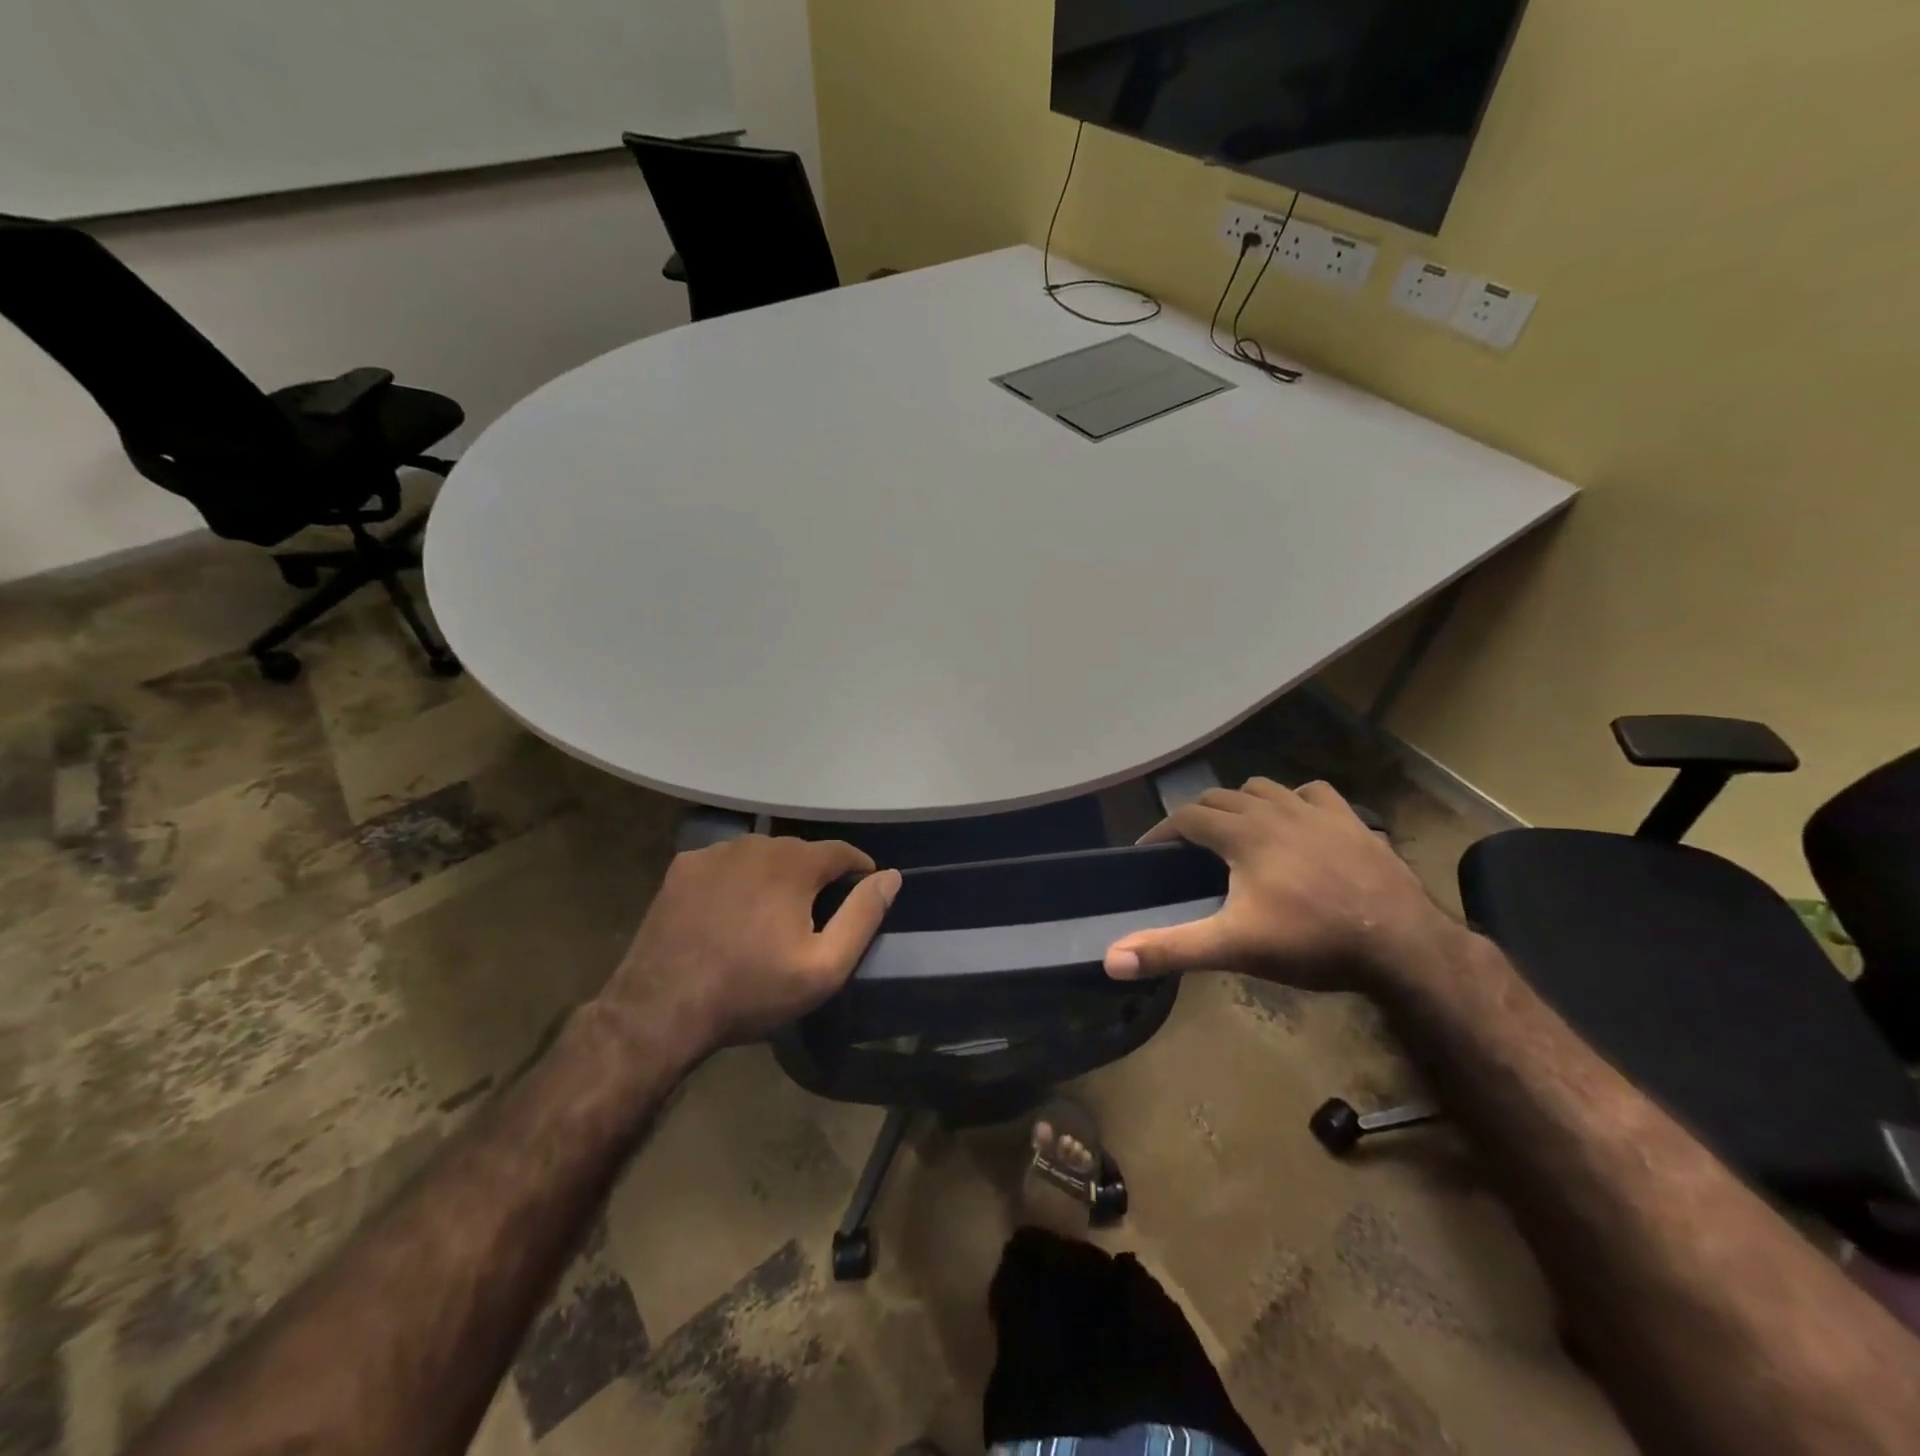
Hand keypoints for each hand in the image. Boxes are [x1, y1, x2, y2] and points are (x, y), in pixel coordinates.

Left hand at [596, 835, 900, 1055]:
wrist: (661, 1009)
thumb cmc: (752, 990)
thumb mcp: (823, 967)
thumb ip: (862, 916)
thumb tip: (890, 877)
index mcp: (794, 863)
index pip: (842, 851)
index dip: (858, 870)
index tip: (862, 891)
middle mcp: (756, 844)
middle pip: (801, 852)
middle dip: (815, 876)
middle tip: (815, 914)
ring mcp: (715, 853)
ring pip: (762, 856)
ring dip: (775, 876)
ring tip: (773, 913)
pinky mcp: (683, 868)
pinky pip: (726, 864)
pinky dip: (738, 879)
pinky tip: (731, 911)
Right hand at [1103, 778, 1454, 992]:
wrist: (1401, 943)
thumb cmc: (1311, 942)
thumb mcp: (1234, 947)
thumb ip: (1171, 949)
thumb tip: (1111, 960)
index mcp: (1242, 834)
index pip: (1187, 817)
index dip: (1162, 831)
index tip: (1148, 852)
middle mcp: (1273, 811)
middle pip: (1220, 797)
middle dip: (1198, 817)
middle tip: (1189, 849)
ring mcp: (1316, 811)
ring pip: (1264, 788)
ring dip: (1242, 803)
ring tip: (1238, 831)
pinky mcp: (1351, 820)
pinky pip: (1314, 793)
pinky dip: (1295, 800)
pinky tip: (1297, 820)